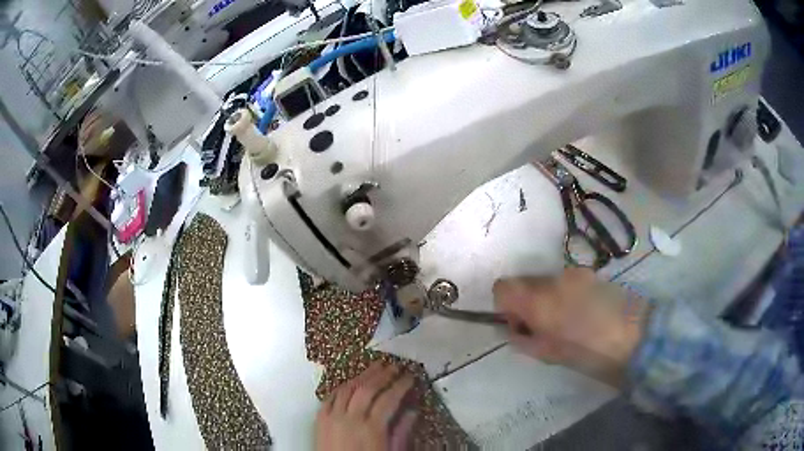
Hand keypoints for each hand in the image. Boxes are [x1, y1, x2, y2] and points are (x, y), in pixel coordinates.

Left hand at [315, 362, 417, 450]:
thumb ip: (401, 432)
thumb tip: (412, 411)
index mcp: (372, 429)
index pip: (388, 399)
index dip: (400, 385)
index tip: (410, 376)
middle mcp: (351, 419)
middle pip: (367, 389)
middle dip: (382, 374)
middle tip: (394, 365)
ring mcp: (332, 417)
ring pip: (347, 389)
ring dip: (362, 375)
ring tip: (374, 367)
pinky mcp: (320, 419)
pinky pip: (330, 397)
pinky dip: (341, 387)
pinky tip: (350, 382)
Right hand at [493, 267, 650, 386]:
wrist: (638, 337)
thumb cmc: (590, 353)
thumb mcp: (549, 354)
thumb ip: (524, 339)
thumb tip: (513, 329)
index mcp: (540, 300)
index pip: (502, 287)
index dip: (505, 306)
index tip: (520, 324)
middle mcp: (555, 279)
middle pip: (526, 282)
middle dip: (527, 302)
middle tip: (544, 328)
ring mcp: (577, 273)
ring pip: (548, 281)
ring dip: (548, 298)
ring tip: (568, 322)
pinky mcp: (594, 275)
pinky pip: (568, 281)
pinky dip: (566, 295)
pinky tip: (585, 314)